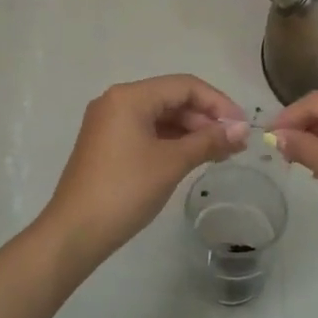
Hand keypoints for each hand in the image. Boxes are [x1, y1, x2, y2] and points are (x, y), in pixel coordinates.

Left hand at [37, 74, 246, 277]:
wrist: (75, 232)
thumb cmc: (125, 190)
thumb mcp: (172, 163)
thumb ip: (209, 141)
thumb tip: (242, 130)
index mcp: (130, 96)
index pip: (184, 86)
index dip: (218, 102)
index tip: (242, 127)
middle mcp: (117, 101)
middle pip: (172, 98)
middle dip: (205, 117)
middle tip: (235, 143)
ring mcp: (109, 123)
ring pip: (160, 116)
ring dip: (191, 130)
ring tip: (220, 153)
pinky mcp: (107, 144)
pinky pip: (147, 131)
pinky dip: (172, 141)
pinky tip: (193, 157)